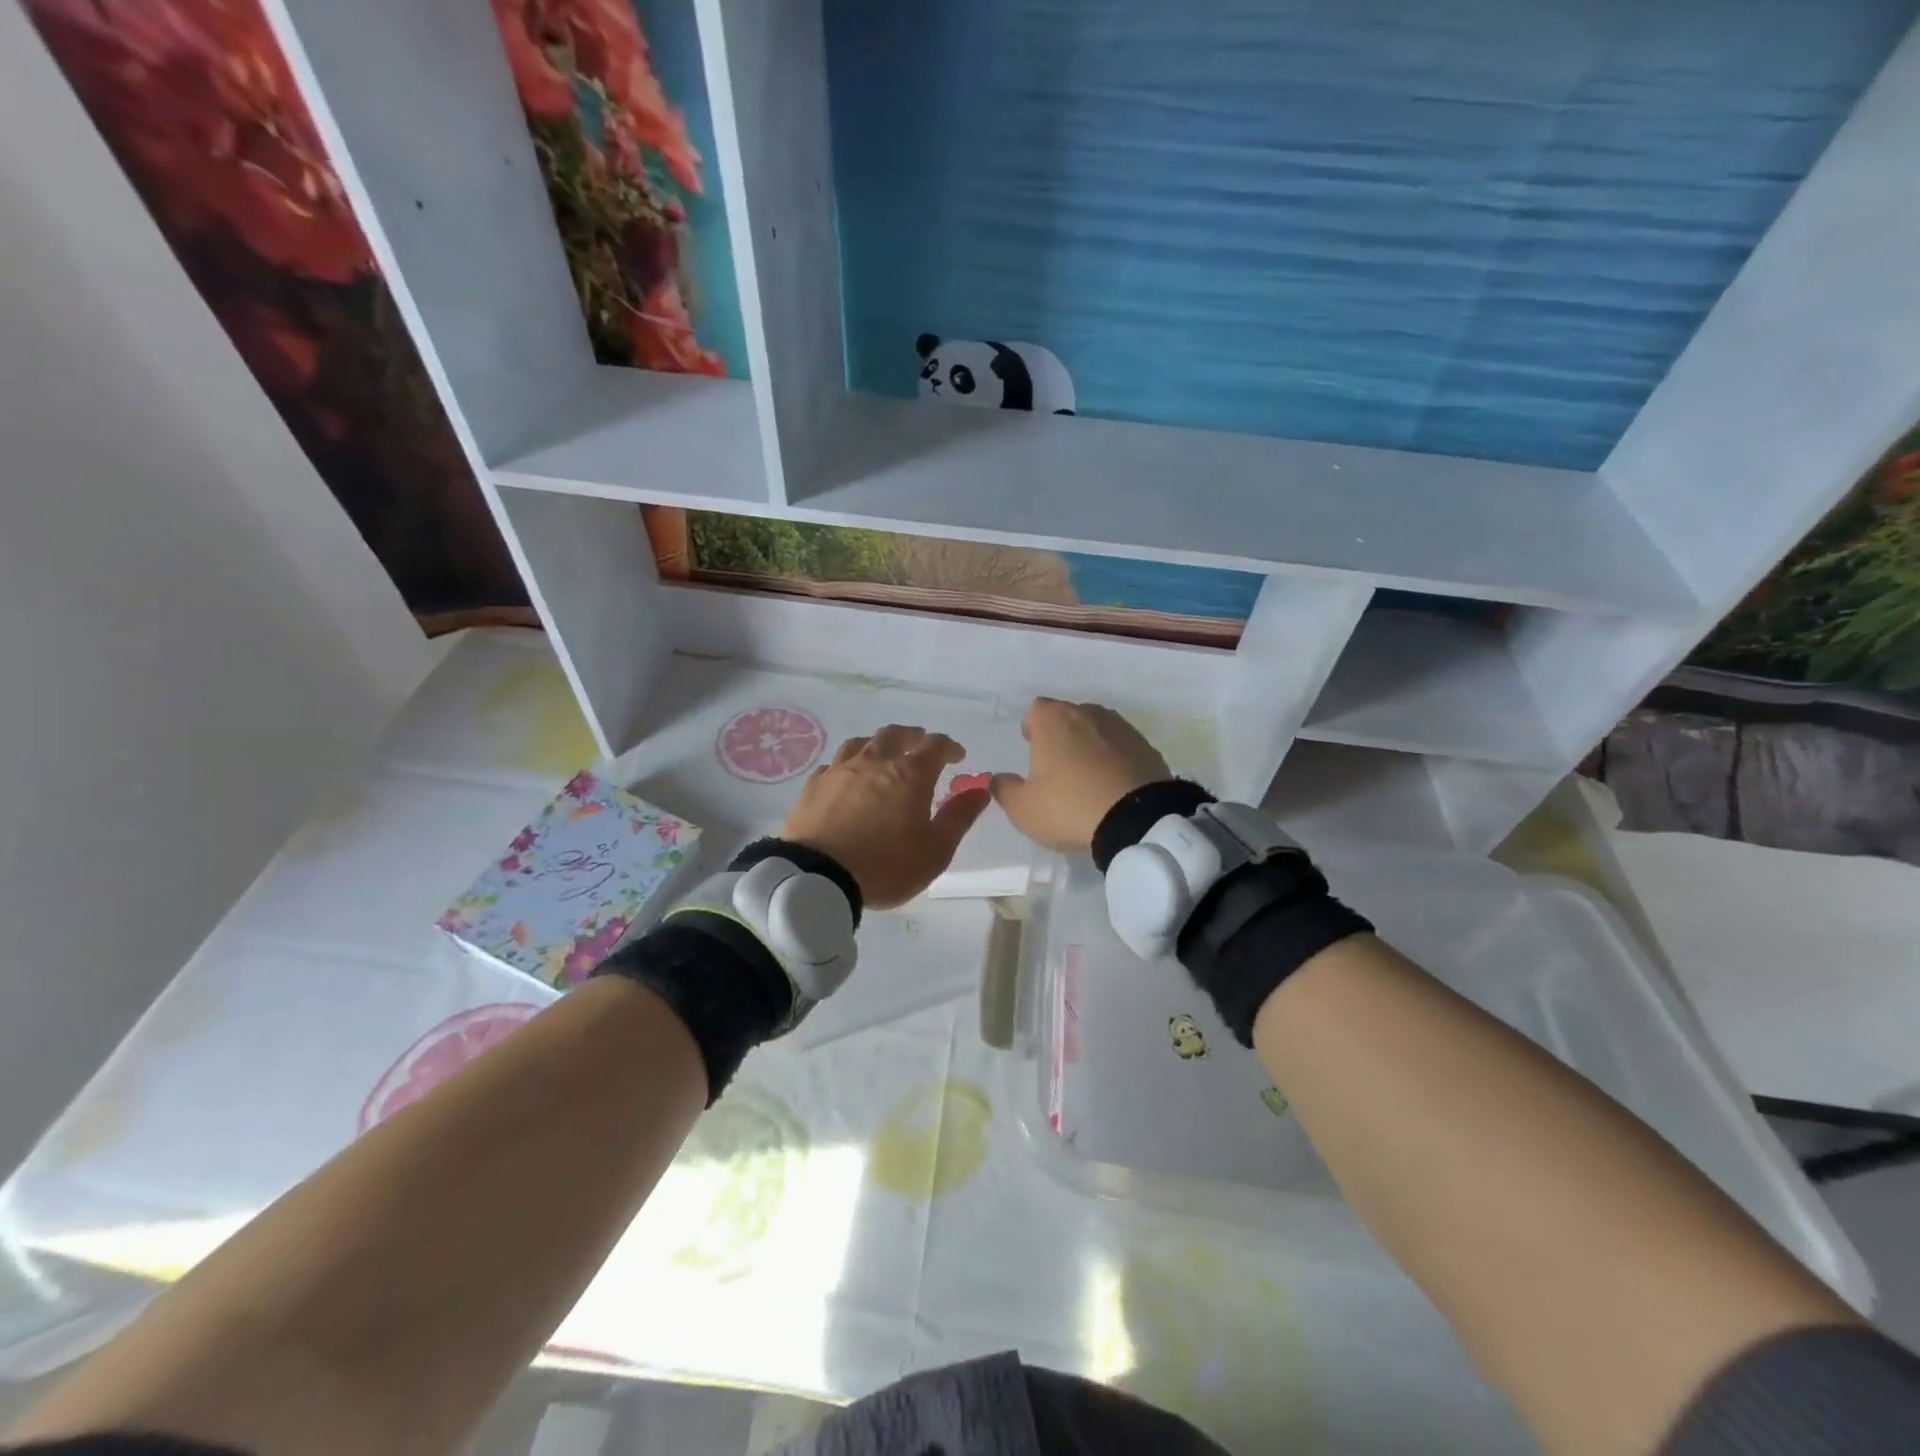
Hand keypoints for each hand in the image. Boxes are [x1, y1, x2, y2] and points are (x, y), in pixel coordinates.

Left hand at [781, 725, 990, 909]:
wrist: (818, 877)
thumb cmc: (886, 865)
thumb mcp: (935, 849)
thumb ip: (960, 816)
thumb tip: (981, 790)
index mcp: (909, 774)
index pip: (934, 745)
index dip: (949, 747)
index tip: (957, 756)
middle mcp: (874, 762)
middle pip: (895, 734)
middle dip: (912, 736)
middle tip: (920, 744)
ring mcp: (840, 770)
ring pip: (861, 743)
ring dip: (878, 744)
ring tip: (883, 755)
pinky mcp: (814, 785)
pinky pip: (834, 764)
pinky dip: (848, 765)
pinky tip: (847, 778)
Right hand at [991, 698, 1170, 850]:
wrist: (1137, 820)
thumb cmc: (1069, 806)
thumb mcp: (1023, 808)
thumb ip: (1004, 789)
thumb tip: (997, 779)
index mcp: (1054, 720)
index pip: (1036, 709)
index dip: (1032, 727)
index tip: (1032, 748)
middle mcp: (1088, 713)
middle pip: (1069, 716)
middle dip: (1061, 736)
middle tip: (1057, 767)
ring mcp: (1122, 728)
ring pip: (1097, 730)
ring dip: (1090, 746)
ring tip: (1087, 778)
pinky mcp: (1147, 748)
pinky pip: (1122, 748)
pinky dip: (1115, 760)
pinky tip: (1113, 786)